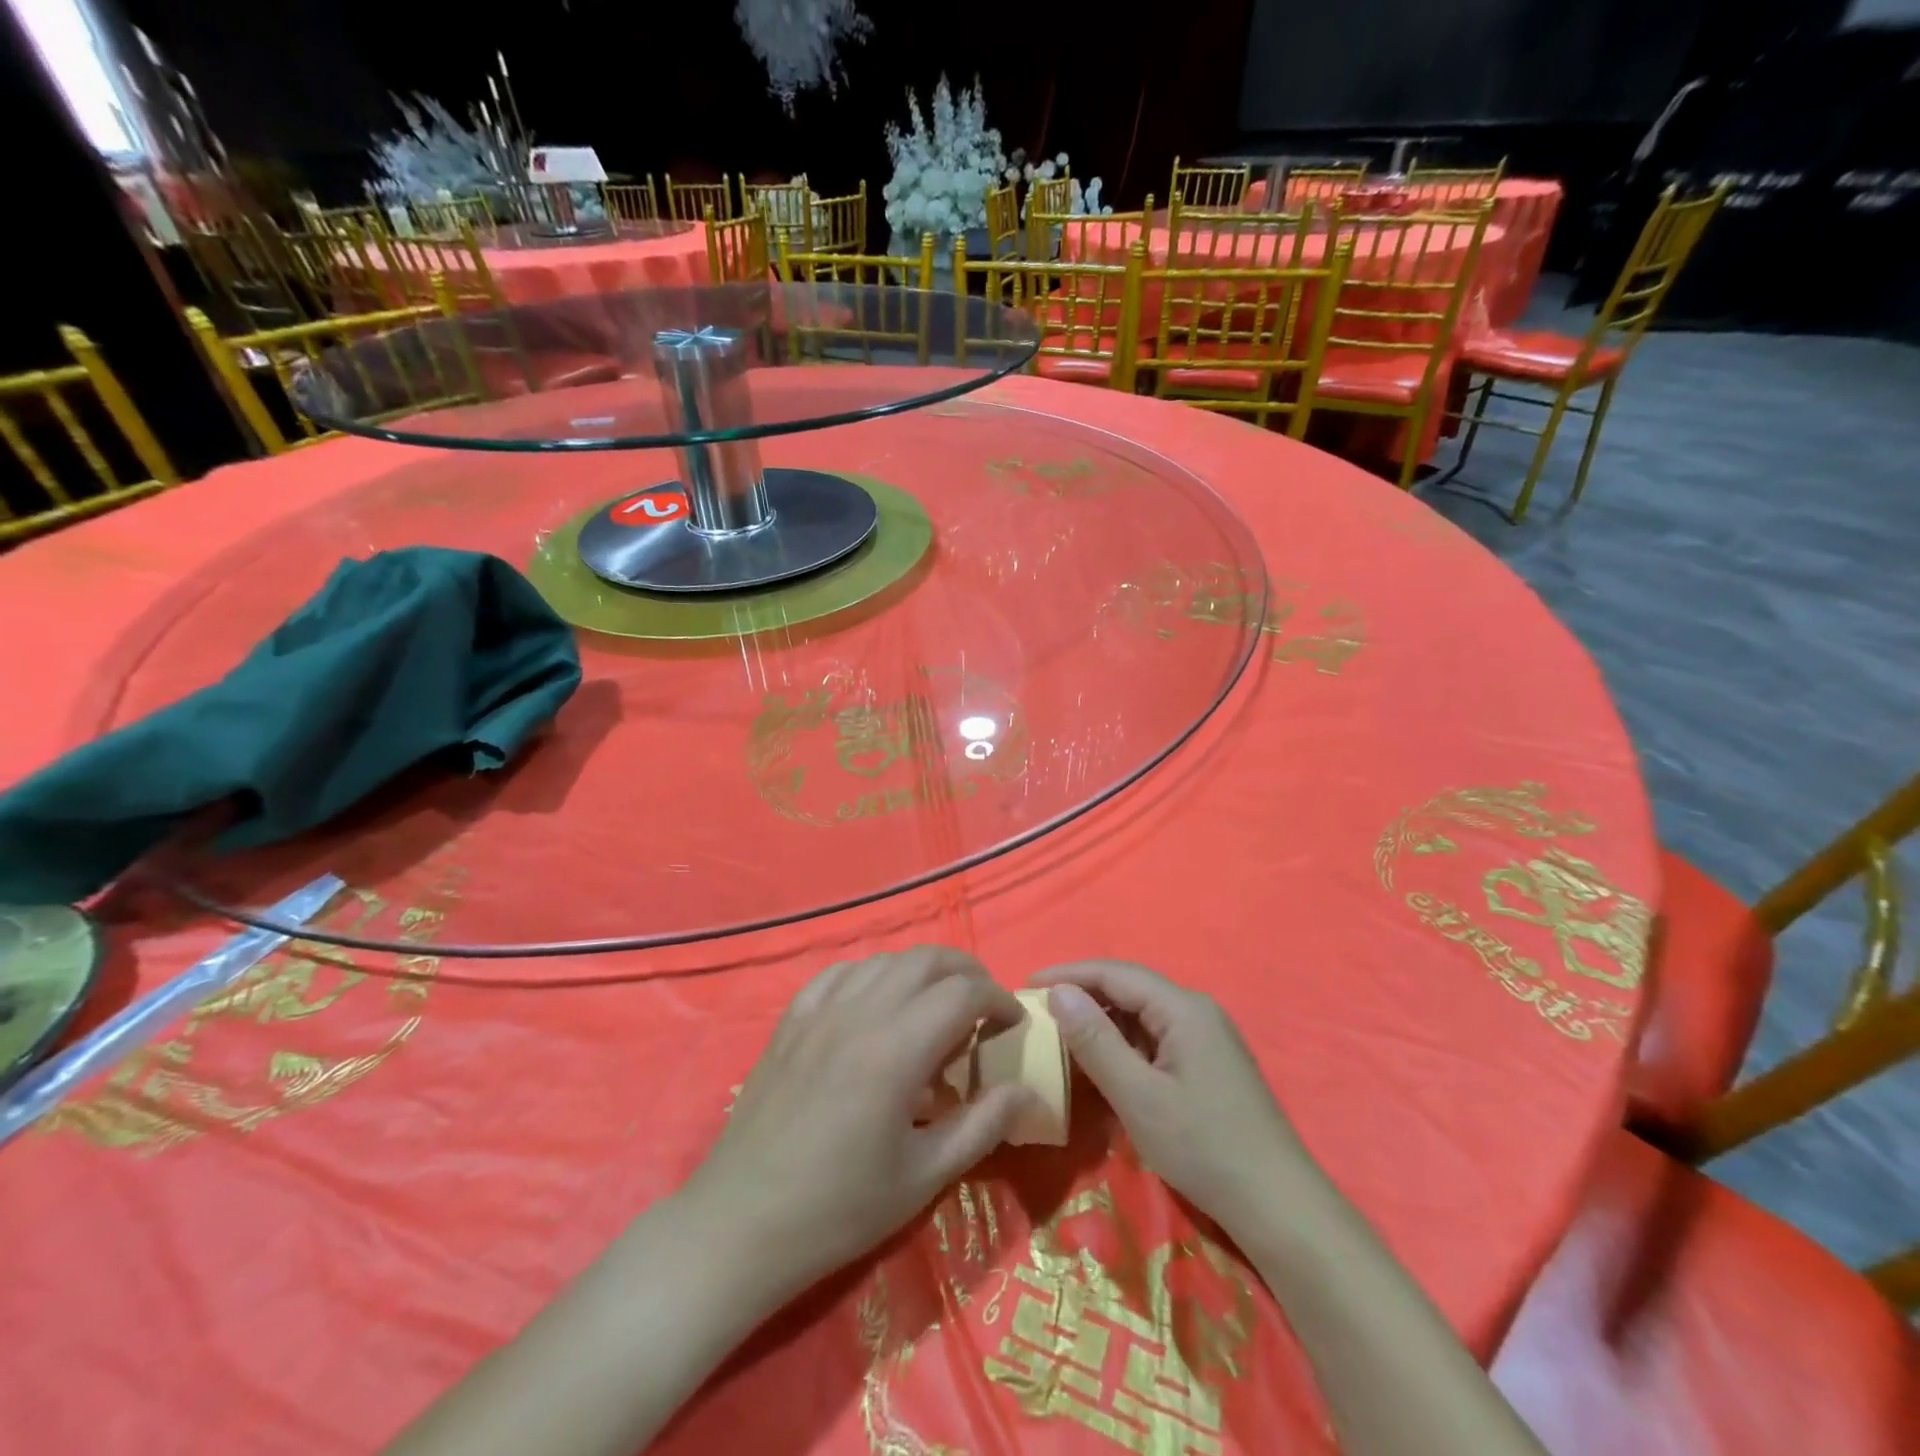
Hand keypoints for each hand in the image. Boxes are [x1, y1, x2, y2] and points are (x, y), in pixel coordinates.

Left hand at [683, 947, 1035, 1304]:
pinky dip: (872, 975)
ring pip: (885, 960)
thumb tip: (1025, 1091)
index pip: (963, 992)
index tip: (1013, 1024)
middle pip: (927, 960)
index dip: (999, 999)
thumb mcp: (924, 1177)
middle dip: (967, 973)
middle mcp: (860, 1013)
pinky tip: (876, 1004)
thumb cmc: (839, 1208)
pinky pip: (840, 973)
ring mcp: (820, 1011)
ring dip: (922, 972)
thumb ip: (982, 1125)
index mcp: (896, 1049)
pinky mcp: (792, 1019)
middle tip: (984, 1007)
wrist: (742, 1223)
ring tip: (935, 1007)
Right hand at [1030, 960, 1310, 1235]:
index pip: (1115, 973)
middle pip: (1130, 989)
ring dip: (1102, 1021)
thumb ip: (1096, 1041)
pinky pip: (1157, 1038)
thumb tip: (1058, 992)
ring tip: (1062, 1035)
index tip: (1026, 985)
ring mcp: (1207, 1037)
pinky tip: (1104, 1064)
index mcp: (1183, 1008)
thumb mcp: (1138, 1096)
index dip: (1068, 974)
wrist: (1279, 1206)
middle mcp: (1197, 1011)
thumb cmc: (1203, 1147)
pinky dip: (1124, 1044)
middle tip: (1039, 1011)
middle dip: (1083, 995)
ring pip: (1143, 1015)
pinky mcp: (1210, 1064)